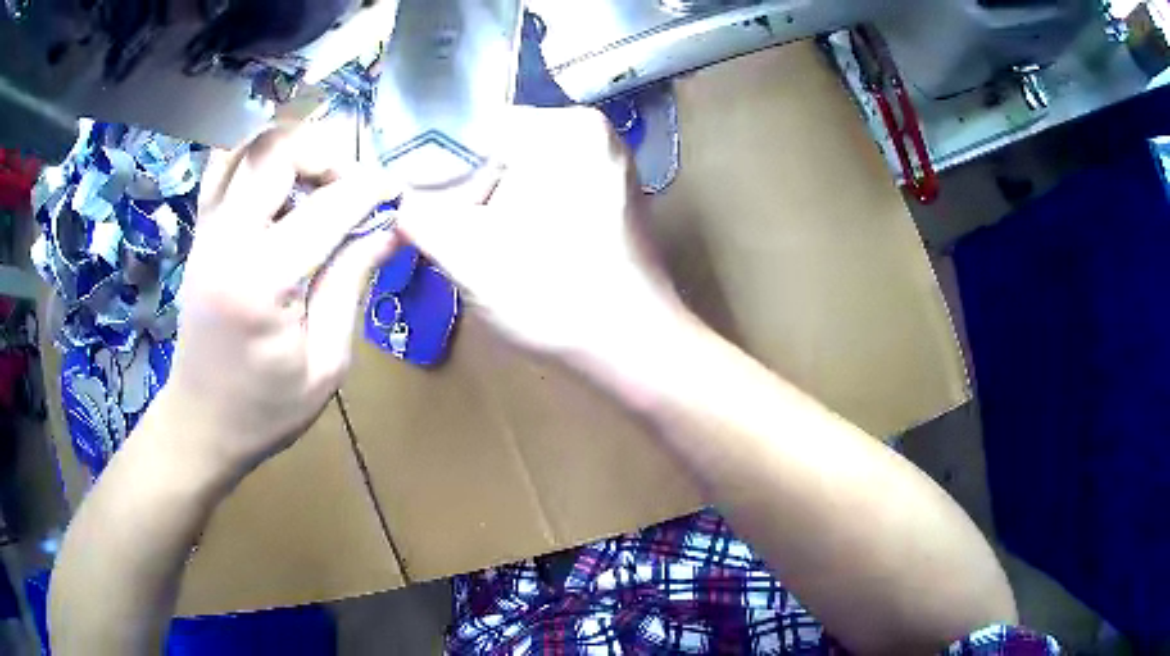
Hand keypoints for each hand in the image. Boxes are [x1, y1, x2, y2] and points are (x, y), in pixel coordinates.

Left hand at [161, 125, 399, 477]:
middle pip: (277, 148)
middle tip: (350, 187)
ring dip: (290, 149)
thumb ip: (352, 284)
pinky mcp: (200, 231)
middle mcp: (227, 240)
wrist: (201, 422)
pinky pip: (225, 164)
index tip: (398, 192)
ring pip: (248, 144)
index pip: (327, 205)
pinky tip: (278, 186)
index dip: (371, 190)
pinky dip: (257, 158)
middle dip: (326, 154)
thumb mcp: (326, 364)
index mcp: (261, 280)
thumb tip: (389, 228)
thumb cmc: (266, 408)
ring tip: (314, 182)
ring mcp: (207, 230)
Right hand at [399, 107, 681, 361]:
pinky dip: (526, 215)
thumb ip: (416, 216)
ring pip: (523, 173)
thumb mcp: (466, 253)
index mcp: (564, 126)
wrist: (635, 350)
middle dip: (467, 191)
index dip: (435, 169)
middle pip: (500, 150)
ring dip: (494, 207)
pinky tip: (521, 252)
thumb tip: (395, 202)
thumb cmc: (552, 296)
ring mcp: (609, 164)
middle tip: (451, 236)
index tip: (420, 209)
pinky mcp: (614, 197)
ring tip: (485, 249)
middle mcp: (594, 132)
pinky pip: (551, 191)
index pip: (473, 128)